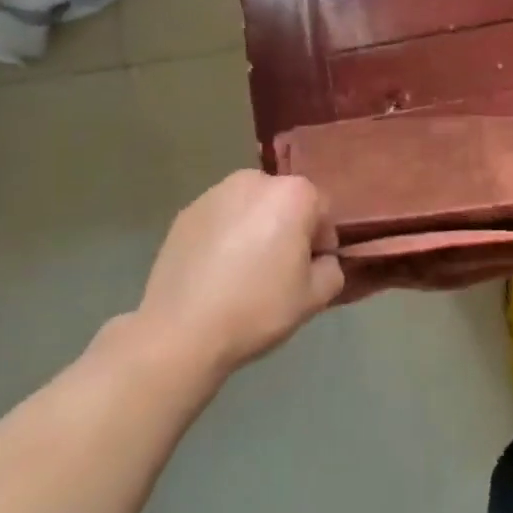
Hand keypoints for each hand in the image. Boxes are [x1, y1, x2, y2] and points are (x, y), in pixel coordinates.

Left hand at [132, 170, 343, 380]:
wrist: (181, 331)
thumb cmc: (258, 307)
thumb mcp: (316, 296)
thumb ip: (332, 268)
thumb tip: (320, 260)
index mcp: (293, 194)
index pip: (322, 210)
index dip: (321, 242)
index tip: (308, 270)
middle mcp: (254, 181)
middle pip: (284, 202)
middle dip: (287, 228)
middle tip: (278, 269)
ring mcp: (213, 194)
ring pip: (251, 209)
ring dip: (255, 230)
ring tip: (244, 271)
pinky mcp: (184, 214)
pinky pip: (220, 220)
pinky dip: (225, 237)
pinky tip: (216, 272)